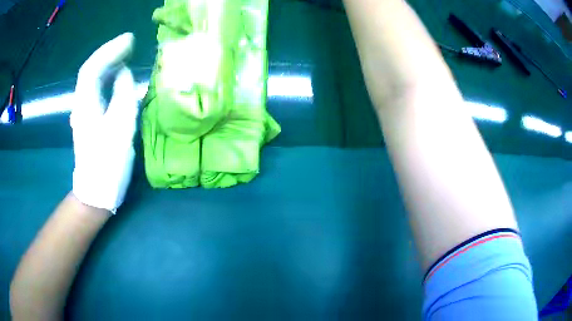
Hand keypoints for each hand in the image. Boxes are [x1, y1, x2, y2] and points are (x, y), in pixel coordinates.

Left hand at [71, 33, 138, 212]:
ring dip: (109, 63)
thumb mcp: (119, 128)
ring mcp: (85, 112)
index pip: (92, 68)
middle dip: (110, 52)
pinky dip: (109, 77)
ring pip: (94, 80)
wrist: (96, 191)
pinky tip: (119, 76)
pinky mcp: (91, 119)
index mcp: (86, 105)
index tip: (129, 40)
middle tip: (130, 43)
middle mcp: (82, 104)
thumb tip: (124, 73)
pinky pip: (98, 90)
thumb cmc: (108, 163)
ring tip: (127, 54)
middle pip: (91, 70)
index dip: (110, 50)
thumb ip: (122, 95)